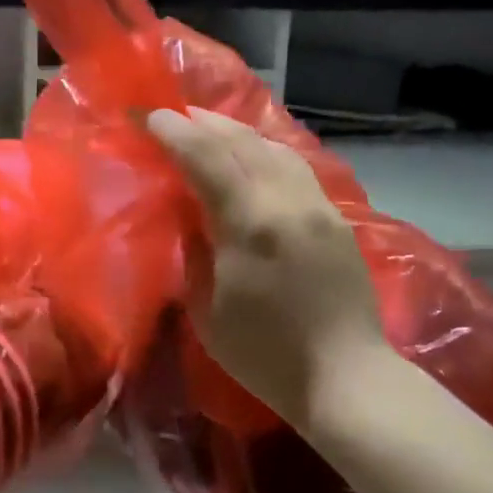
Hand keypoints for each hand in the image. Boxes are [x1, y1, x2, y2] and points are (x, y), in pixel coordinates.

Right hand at [147, 107, 386, 429]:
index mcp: (250, 224)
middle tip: (171, 114)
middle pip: (242, 142)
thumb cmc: (264, 355)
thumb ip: (195, 252)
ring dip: (236, 131)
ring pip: (274, 148)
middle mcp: (287, 202)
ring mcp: (318, 206)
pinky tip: (252, 153)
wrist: (346, 377)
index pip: (206, 158)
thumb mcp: (207, 310)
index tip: (146, 115)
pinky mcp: (336, 218)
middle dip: (202, 122)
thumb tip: (189, 216)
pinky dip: (265, 149)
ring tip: (207, 125)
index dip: (173, 132)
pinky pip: (295, 166)